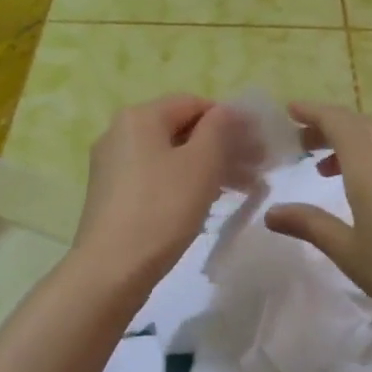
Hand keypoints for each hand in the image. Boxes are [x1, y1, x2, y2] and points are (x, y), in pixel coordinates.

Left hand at [74, 95, 257, 288]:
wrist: (112, 268)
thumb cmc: (162, 209)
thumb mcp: (201, 164)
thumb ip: (220, 129)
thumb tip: (229, 110)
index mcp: (139, 117)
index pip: (195, 103)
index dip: (231, 121)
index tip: (259, 146)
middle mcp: (120, 133)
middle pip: (182, 130)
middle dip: (223, 147)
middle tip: (256, 171)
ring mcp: (113, 165)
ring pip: (171, 157)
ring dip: (209, 168)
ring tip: (241, 190)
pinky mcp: (113, 195)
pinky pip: (157, 178)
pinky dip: (185, 184)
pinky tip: (208, 204)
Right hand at [264, 102, 371, 347]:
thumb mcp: (350, 253)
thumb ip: (310, 226)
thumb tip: (272, 212)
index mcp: (371, 167)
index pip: (338, 121)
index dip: (312, 112)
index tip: (288, 112)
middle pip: (359, 126)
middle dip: (326, 127)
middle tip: (298, 143)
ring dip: (349, 145)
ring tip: (324, 169)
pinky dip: (371, 161)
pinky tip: (366, 193)